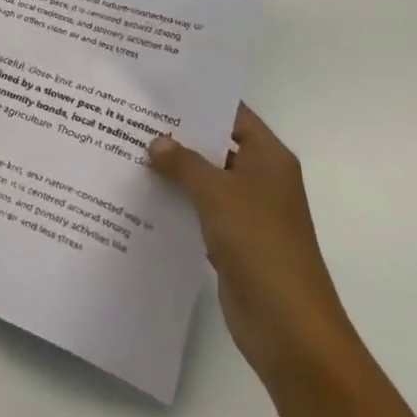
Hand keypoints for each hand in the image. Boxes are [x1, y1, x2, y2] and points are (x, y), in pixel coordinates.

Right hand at [149, 105, 363, 395]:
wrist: (289, 327)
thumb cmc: (259, 245)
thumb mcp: (217, 193)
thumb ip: (184, 163)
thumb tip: (156, 142)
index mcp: (269, 158)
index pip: (232, 115)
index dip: (199, 101)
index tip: (158, 89)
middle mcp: (261, 179)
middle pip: (216, 146)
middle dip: (178, 135)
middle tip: (132, 116)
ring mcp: (248, 213)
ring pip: (205, 180)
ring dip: (174, 171)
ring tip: (127, 150)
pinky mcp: (233, 242)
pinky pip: (200, 211)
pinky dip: (176, 203)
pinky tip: (141, 195)